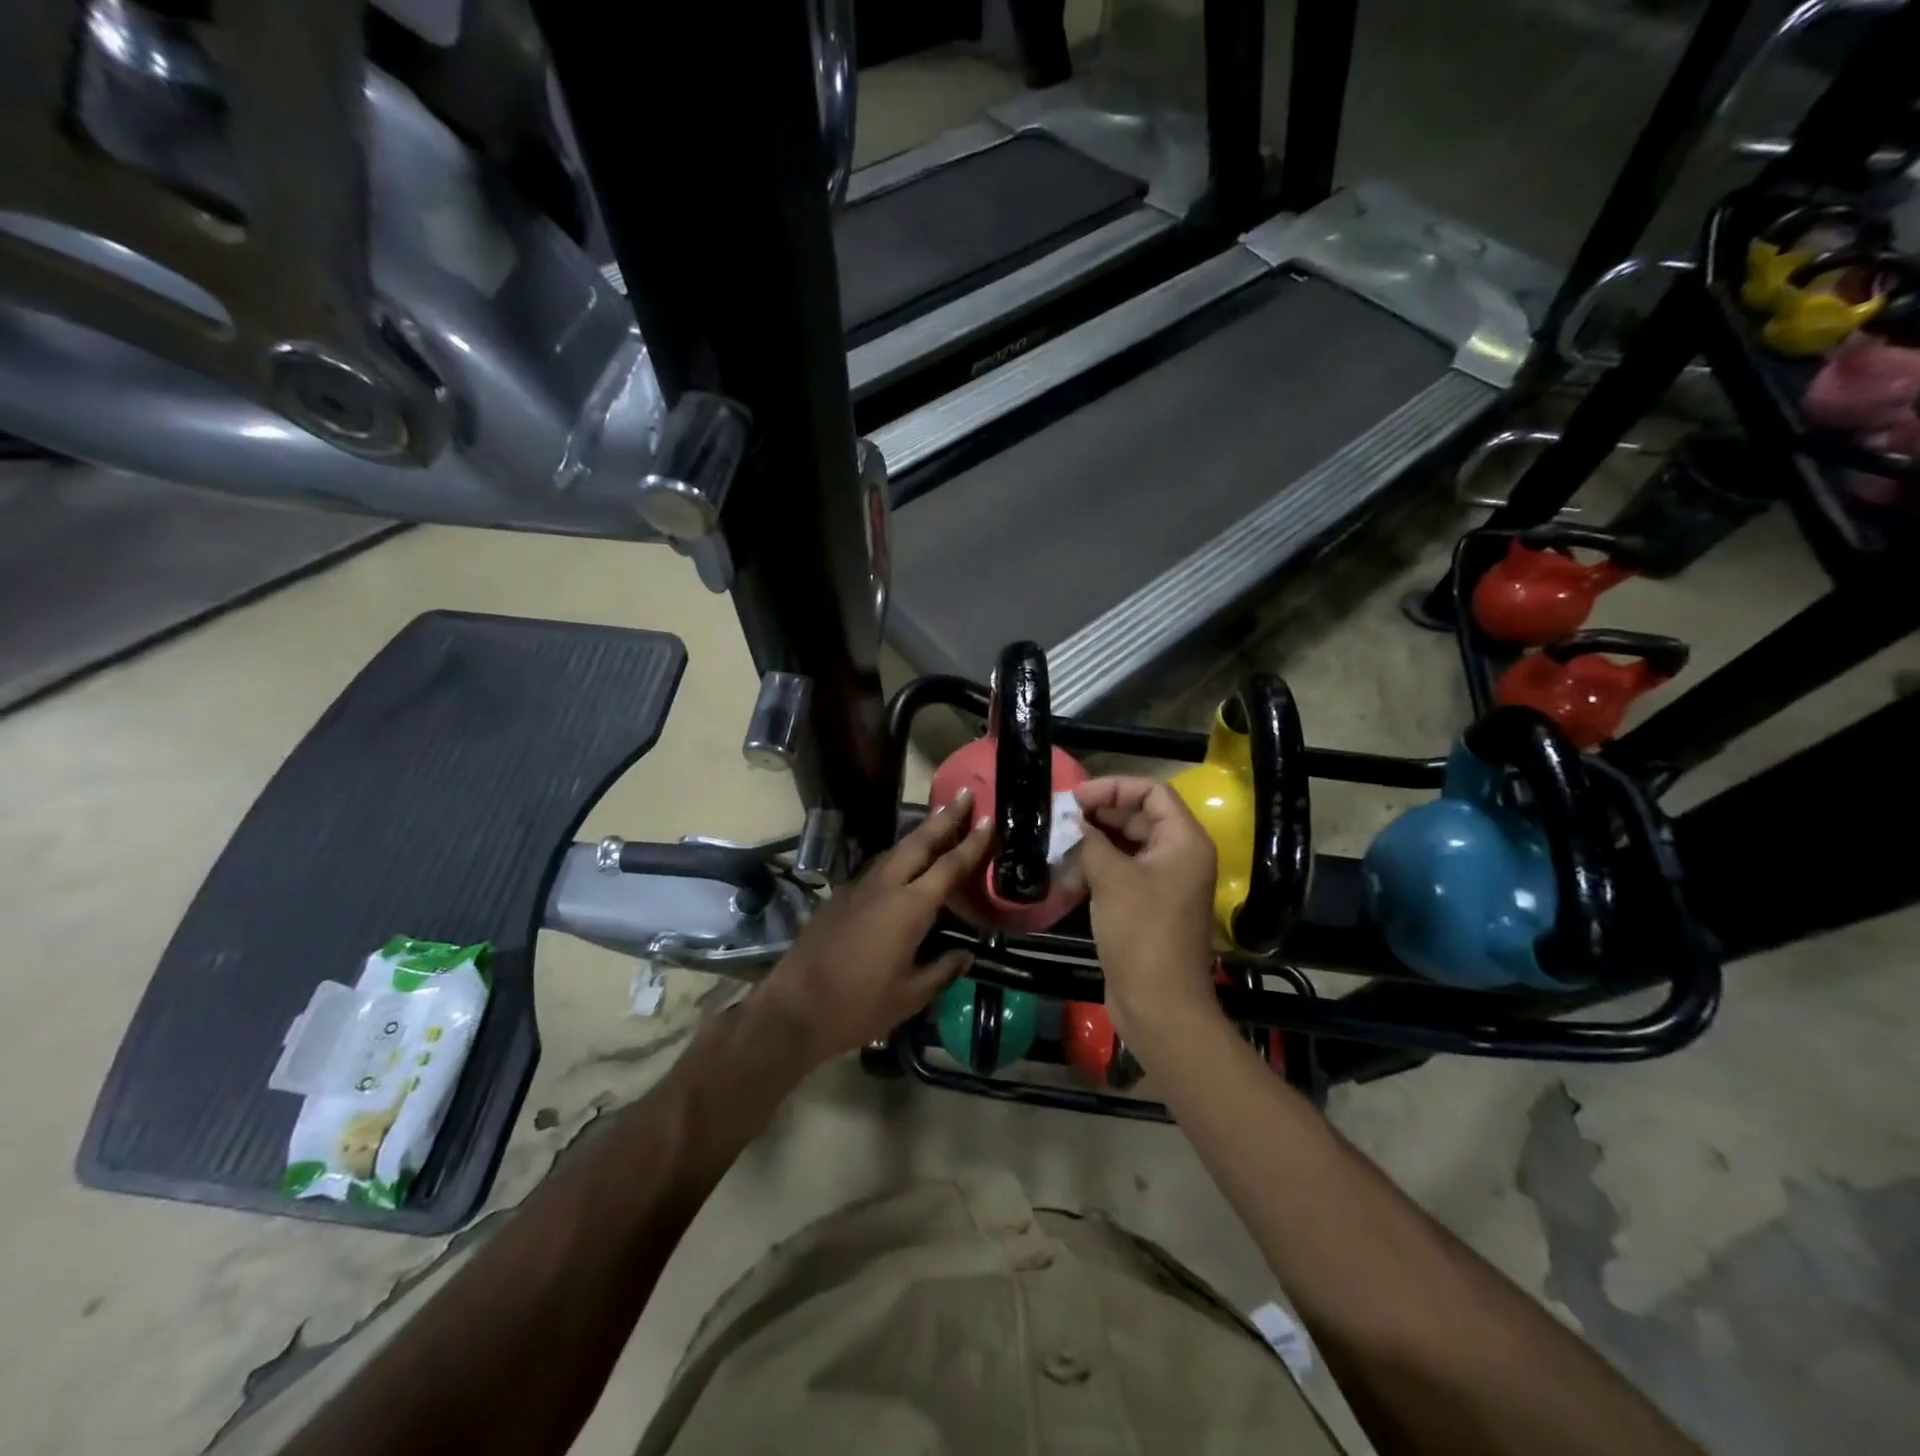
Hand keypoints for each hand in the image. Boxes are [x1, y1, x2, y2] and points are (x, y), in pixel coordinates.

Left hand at [751, 790, 990, 1067]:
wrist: (794, 1008)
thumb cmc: (858, 1005)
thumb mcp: (910, 996)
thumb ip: (942, 970)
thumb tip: (964, 954)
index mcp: (909, 908)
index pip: (949, 866)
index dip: (971, 843)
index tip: (988, 819)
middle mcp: (885, 886)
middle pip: (919, 842)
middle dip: (944, 817)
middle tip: (964, 794)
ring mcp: (858, 888)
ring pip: (895, 850)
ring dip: (919, 833)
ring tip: (939, 821)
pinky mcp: (840, 896)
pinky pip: (878, 866)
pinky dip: (898, 855)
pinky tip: (904, 863)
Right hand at [1073, 777, 1222, 1048]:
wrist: (1158, 1004)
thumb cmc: (1140, 933)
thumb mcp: (1111, 878)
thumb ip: (1089, 840)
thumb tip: (1071, 820)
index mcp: (1184, 841)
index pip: (1152, 792)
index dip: (1113, 788)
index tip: (1075, 798)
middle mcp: (1179, 856)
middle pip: (1139, 817)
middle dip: (1099, 814)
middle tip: (1059, 818)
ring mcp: (1165, 882)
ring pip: (1127, 845)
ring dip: (1094, 842)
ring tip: (1058, 844)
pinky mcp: (1148, 905)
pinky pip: (1123, 872)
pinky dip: (1097, 867)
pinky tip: (1066, 873)